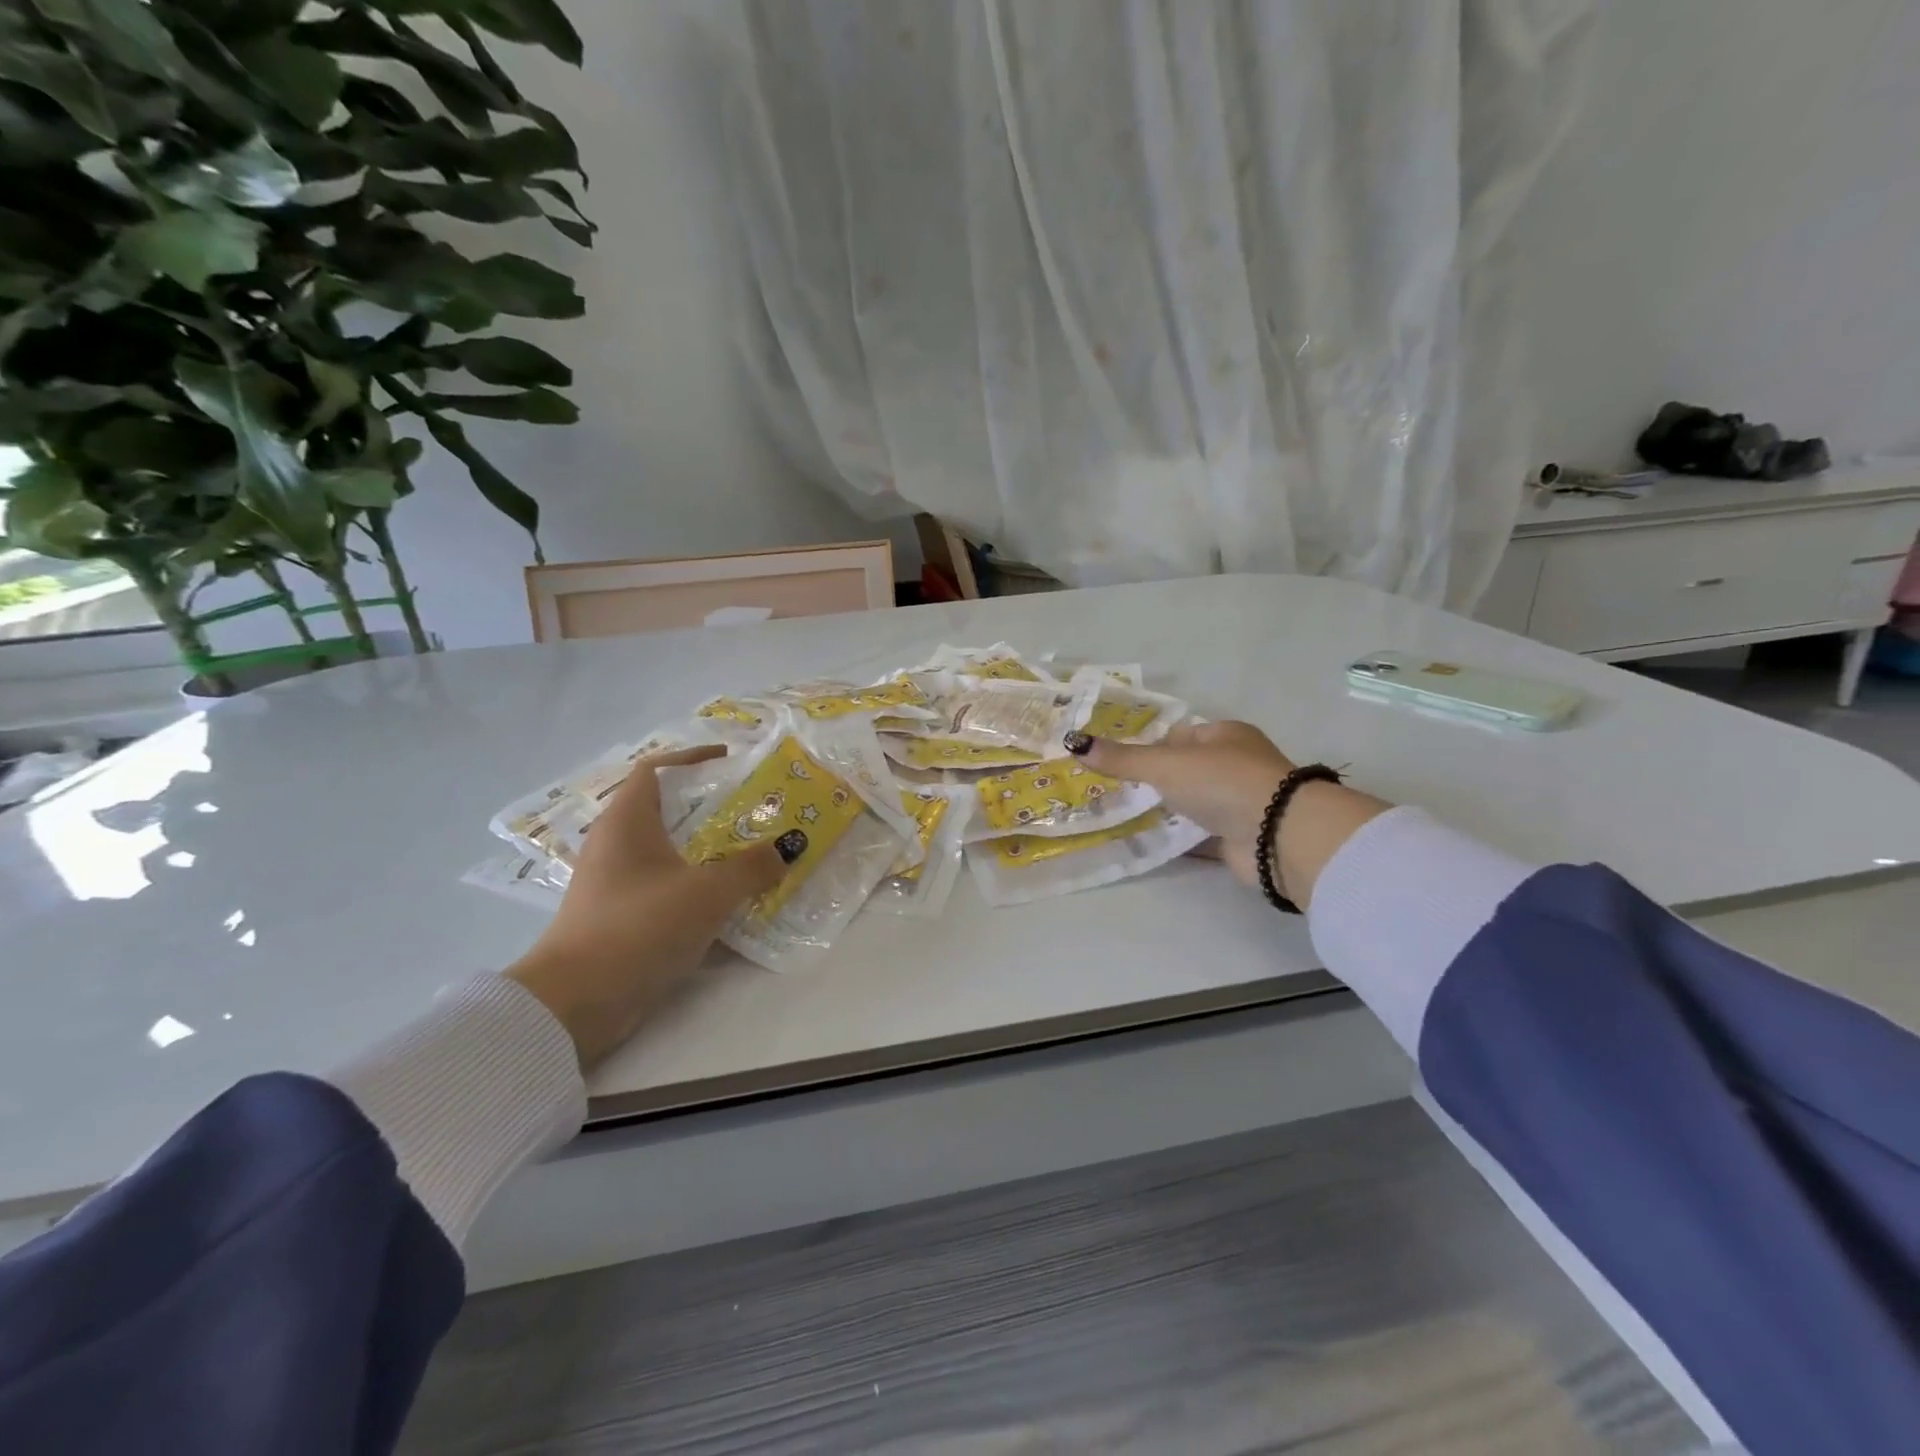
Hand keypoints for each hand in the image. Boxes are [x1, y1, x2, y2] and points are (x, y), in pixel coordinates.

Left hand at [505, 746, 800, 1068]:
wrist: (577, 1003)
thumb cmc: (639, 926)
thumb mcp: (707, 892)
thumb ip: (751, 867)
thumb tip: (788, 847)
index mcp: (628, 821)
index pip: (657, 768)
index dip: (693, 758)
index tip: (732, 761)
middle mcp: (617, 843)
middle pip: (668, 809)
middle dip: (713, 806)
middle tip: (757, 809)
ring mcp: (616, 881)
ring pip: (670, 849)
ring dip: (709, 847)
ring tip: (753, 850)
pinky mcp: (621, 915)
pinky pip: (666, 884)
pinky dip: (697, 883)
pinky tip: (729, 898)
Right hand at [1068, 722, 1388, 907]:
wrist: (1277, 834)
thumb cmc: (1222, 781)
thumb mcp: (1164, 764)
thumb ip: (1122, 758)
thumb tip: (1074, 743)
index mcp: (1224, 735)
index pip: (1179, 736)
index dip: (1149, 746)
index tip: (1118, 763)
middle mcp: (1236, 764)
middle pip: (1187, 769)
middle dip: (1156, 780)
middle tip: (1117, 791)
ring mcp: (1241, 801)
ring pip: (1195, 802)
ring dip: (1169, 809)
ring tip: (1127, 815)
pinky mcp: (1241, 836)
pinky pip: (1202, 834)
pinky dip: (1180, 838)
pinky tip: (1152, 842)